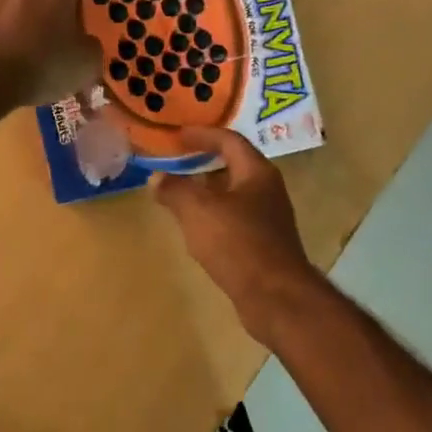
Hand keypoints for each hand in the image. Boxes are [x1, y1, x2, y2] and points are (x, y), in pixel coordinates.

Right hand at [152, 128, 319, 335]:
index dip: (203, 135)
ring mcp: (268, 219)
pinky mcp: (264, 245)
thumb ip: (175, 190)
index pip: (230, 141)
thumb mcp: (198, 211)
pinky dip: (213, 217)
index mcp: (257, 172)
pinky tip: (196, 230)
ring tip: (178, 196)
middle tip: (175, 163)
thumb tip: (156, 177)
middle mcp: (267, 190)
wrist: (275, 296)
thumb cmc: (238, 243)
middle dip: (203, 164)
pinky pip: (234, 220)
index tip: (178, 135)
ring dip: (207, 193)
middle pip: (233, 167)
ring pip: (233, 195)